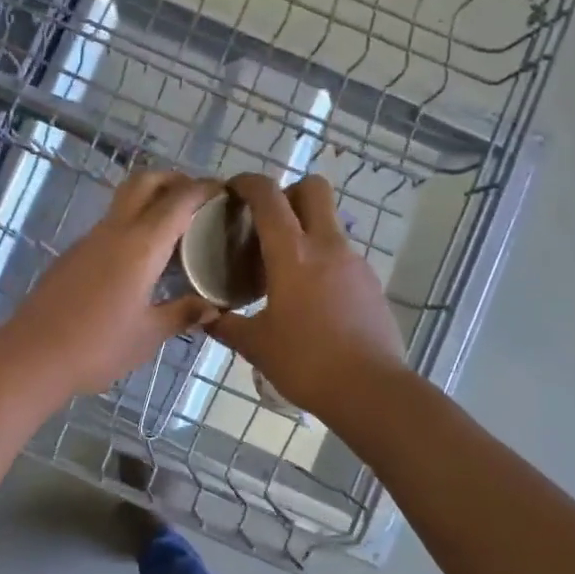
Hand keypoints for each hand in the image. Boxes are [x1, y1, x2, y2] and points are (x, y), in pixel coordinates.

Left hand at [0, 171, 220, 396]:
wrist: (32, 356)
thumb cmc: (98, 347)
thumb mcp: (148, 335)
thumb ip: (182, 314)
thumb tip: (212, 307)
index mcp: (140, 245)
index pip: (179, 200)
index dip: (205, 189)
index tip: (227, 192)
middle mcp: (114, 231)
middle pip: (146, 182)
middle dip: (175, 180)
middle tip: (199, 201)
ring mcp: (89, 240)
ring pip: (125, 201)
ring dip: (152, 202)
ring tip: (177, 230)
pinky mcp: (73, 255)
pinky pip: (111, 225)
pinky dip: (134, 225)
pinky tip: (143, 259)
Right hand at [206, 174, 407, 418]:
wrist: (372, 391)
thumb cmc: (306, 363)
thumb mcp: (256, 345)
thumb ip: (225, 326)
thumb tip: (203, 318)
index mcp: (292, 254)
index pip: (268, 196)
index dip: (248, 182)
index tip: (231, 189)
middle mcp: (327, 246)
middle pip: (313, 189)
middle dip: (288, 192)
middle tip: (265, 221)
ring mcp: (354, 262)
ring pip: (329, 222)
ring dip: (305, 228)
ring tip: (282, 266)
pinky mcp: (370, 282)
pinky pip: (341, 254)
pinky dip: (321, 258)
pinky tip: (309, 295)